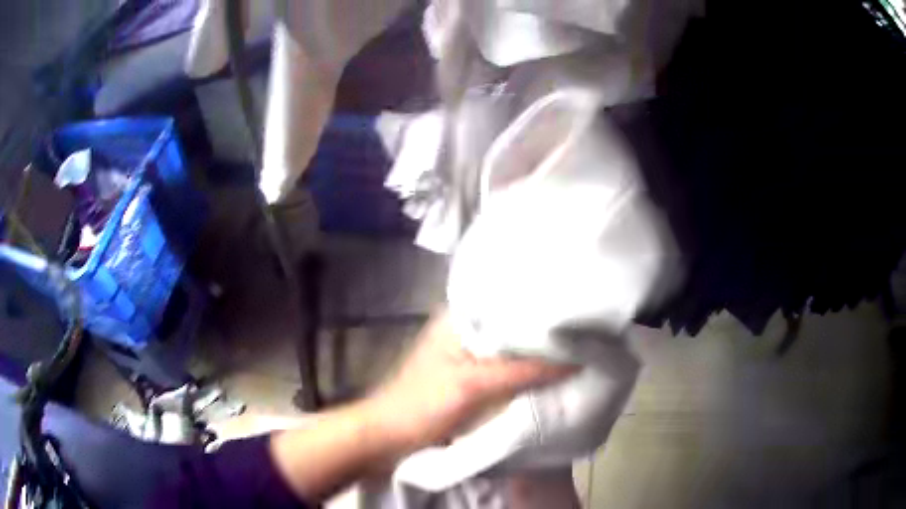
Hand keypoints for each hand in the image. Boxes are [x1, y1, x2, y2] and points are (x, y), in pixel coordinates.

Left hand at [362, 310, 575, 456]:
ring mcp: (471, 355)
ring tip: (578, 347)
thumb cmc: (422, 406)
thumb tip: (576, 358)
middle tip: (584, 331)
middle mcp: (468, 329)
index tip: (578, 309)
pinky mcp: (474, 379)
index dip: (543, 305)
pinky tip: (553, 372)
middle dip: (545, 331)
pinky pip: (508, 370)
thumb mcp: (473, 386)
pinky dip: (527, 371)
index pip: (510, 301)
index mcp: (460, 318)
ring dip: (538, 353)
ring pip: (513, 349)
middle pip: (514, 326)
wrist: (389, 438)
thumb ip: (523, 370)